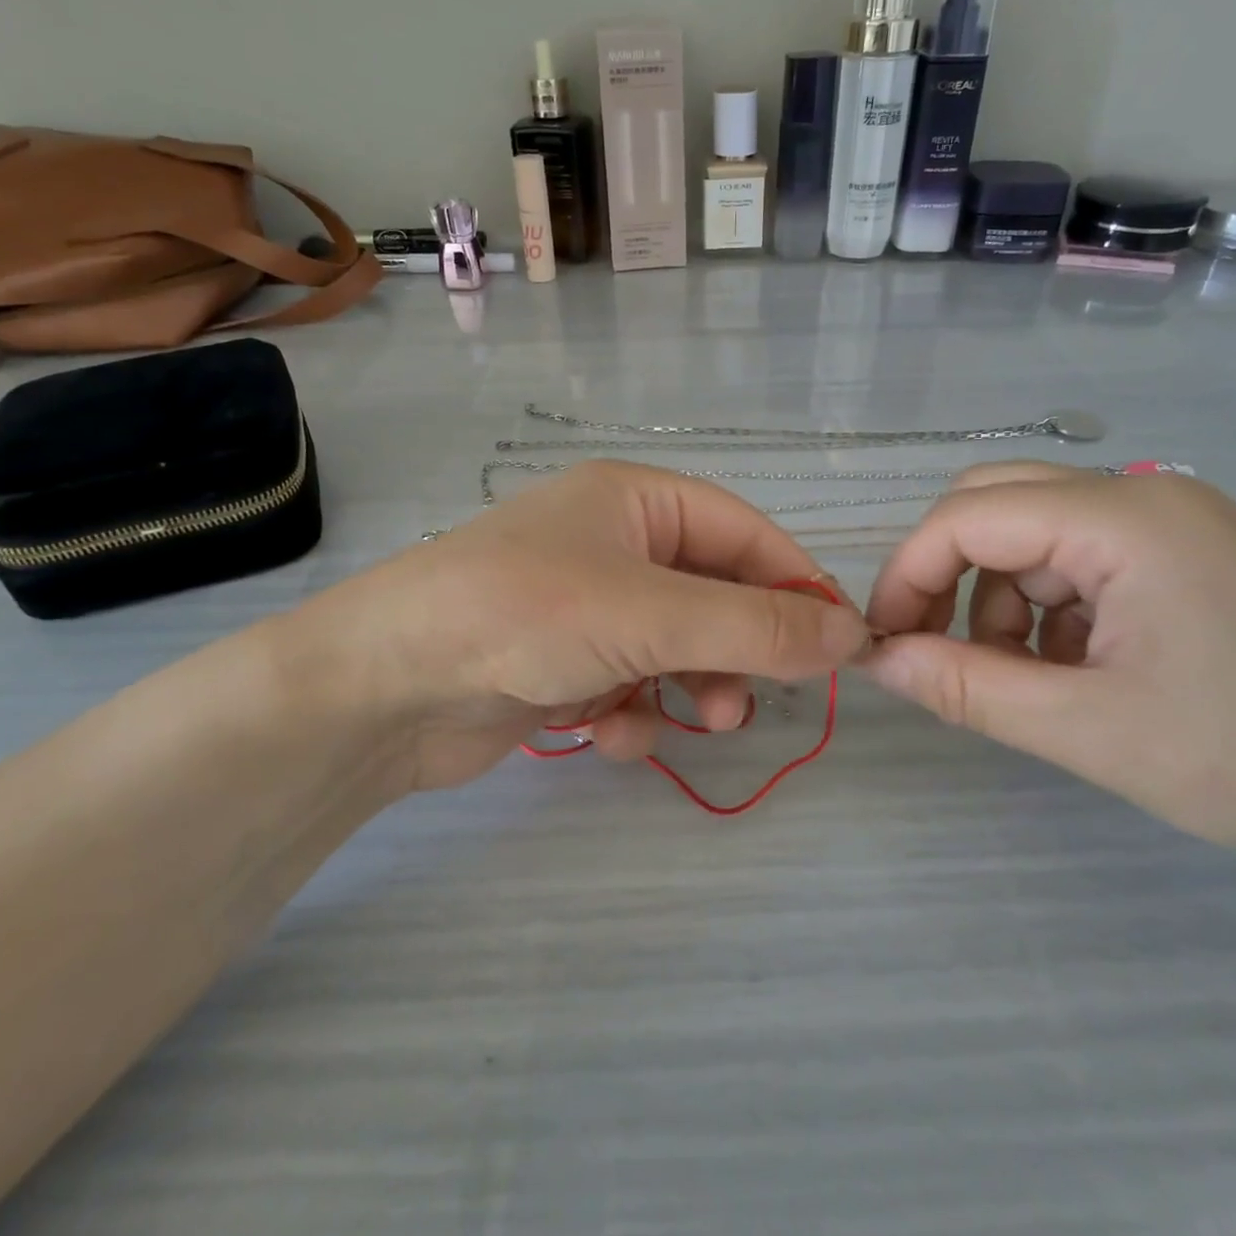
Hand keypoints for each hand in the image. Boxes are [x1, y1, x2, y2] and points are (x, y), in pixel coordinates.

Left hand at [275, 460, 870, 793]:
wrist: (384, 687)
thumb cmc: (525, 616)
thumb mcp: (652, 615)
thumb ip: (755, 627)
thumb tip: (851, 633)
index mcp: (636, 502)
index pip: (746, 534)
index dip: (796, 586)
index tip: (841, 644)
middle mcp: (614, 545)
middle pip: (714, 594)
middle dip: (739, 650)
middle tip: (753, 700)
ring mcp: (587, 606)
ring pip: (677, 646)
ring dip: (694, 687)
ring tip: (698, 722)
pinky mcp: (562, 663)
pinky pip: (631, 683)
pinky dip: (635, 712)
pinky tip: (613, 734)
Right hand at [861, 463, 1235, 859]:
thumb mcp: (1086, 729)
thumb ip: (964, 686)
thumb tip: (874, 660)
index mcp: (1121, 519)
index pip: (966, 515)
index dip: (908, 573)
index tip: (884, 640)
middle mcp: (1141, 495)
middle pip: (993, 503)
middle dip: (945, 574)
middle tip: (931, 647)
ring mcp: (1167, 519)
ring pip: (1029, 533)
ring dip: (997, 598)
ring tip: (1021, 678)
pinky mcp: (1182, 552)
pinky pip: (1074, 557)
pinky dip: (1045, 606)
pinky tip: (1073, 668)